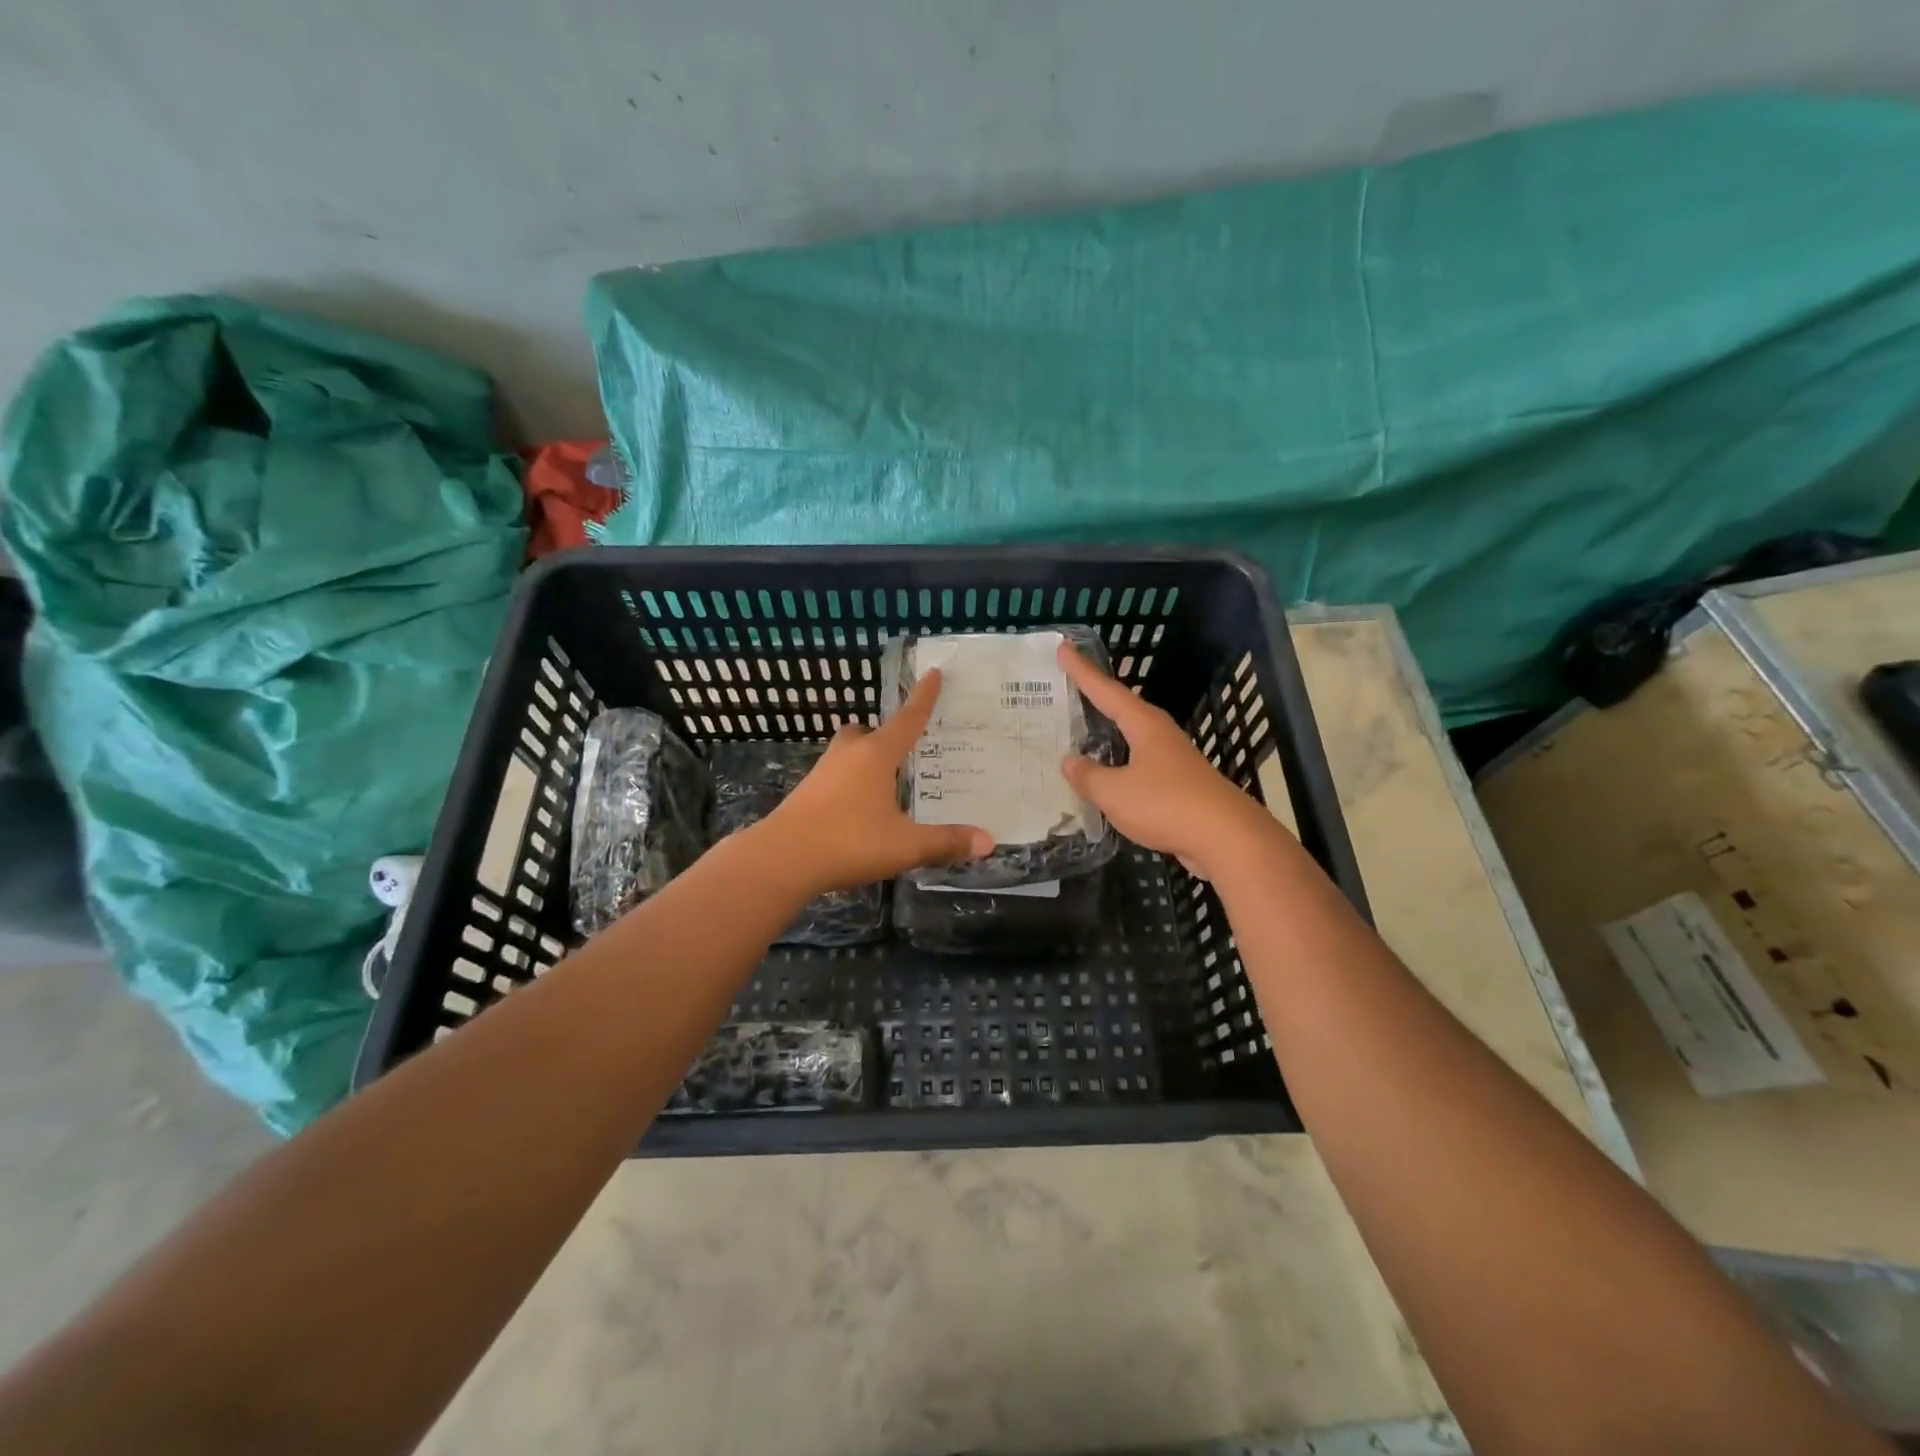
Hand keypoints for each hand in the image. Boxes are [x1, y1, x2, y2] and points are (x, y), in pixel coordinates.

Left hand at [760, 669, 992, 895]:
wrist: (781, 860)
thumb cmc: (849, 842)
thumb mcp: (905, 846)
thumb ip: (946, 842)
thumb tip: (988, 842)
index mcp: (876, 755)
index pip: (908, 719)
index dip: (923, 697)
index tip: (933, 672)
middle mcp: (848, 755)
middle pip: (868, 731)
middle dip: (885, 735)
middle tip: (903, 752)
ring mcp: (822, 772)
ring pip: (847, 753)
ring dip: (865, 760)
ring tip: (885, 784)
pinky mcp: (806, 793)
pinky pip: (835, 776)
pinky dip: (850, 783)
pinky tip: (859, 809)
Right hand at [1058, 642, 1277, 879]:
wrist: (1227, 839)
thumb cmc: (1167, 805)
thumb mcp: (1115, 792)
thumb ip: (1089, 776)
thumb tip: (1070, 761)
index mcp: (1144, 726)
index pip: (1106, 690)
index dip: (1082, 671)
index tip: (1063, 648)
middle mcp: (1160, 735)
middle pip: (1122, 709)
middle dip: (1096, 697)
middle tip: (1069, 686)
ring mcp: (1173, 760)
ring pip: (1132, 739)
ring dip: (1108, 733)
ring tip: (1083, 731)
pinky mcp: (1179, 786)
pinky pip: (1139, 766)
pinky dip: (1119, 765)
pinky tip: (1109, 776)